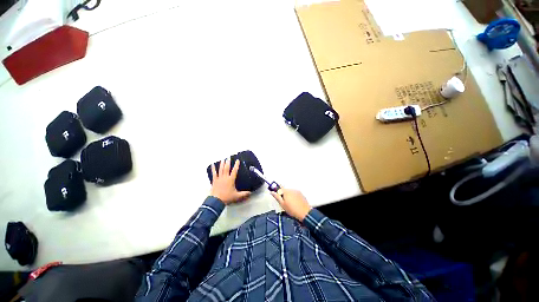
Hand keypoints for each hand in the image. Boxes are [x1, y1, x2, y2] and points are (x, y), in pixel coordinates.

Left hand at [210, 158, 249, 204]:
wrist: (216, 200)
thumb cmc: (227, 197)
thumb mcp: (237, 196)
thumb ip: (244, 194)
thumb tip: (250, 193)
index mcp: (231, 180)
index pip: (234, 171)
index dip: (236, 165)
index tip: (237, 160)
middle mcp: (225, 177)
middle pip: (227, 168)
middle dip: (228, 162)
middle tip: (228, 157)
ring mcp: (219, 178)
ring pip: (220, 169)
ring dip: (222, 164)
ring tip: (223, 159)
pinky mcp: (214, 181)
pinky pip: (214, 173)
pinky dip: (213, 169)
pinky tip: (212, 165)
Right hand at [271, 189, 311, 221]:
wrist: (304, 212)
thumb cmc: (292, 210)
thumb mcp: (282, 204)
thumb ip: (277, 197)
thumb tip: (272, 192)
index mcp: (286, 191)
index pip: (279, 188)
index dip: (277, 192)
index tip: (277, 196)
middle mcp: (291, 189)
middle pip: (285, 190)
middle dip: (283, 194)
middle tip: (283, 202)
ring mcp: (297, 191)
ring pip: (290, 192)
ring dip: (288, 195)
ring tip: (290, 203)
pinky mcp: (301, 194)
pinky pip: (295, 193)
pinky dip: (293, 196)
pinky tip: (294, 203)